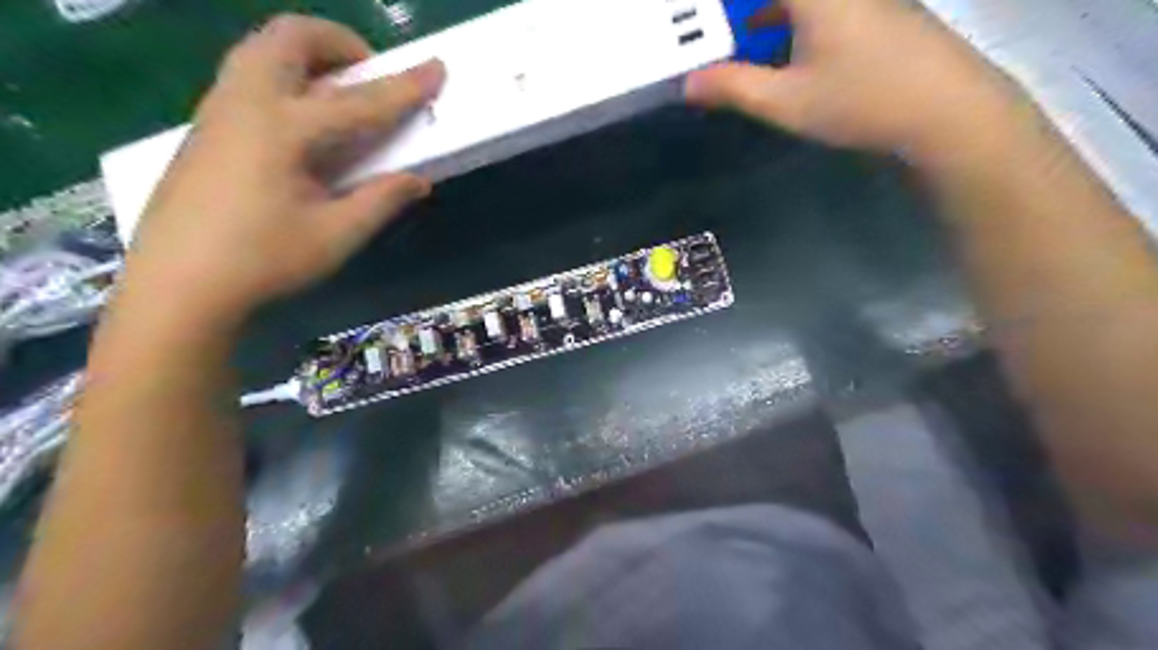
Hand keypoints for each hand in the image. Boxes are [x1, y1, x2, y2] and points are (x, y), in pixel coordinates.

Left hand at [122, 12, 442, 321]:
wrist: (178, 285)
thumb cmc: (263, 261)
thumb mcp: (335, 235)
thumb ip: (380, 200)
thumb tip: (418, 180)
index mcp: (283, 129)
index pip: (359, 102)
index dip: (404, 88)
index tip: (436, 69)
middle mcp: (246, 103)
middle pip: (289, 37)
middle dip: (339, 43)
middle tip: (369, 76)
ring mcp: (218, 111)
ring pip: (262, 50)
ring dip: (308, 56)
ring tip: (339, 93)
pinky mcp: (205, 128)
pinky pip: (248, 76)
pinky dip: (285, 77)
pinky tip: (302, 126)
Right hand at [682, 0, 1024, 163]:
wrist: (947, 110)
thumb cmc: (859, 101)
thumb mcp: (785, 101)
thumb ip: (733, 87)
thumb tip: (688, 83)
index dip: (732, 4)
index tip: (703, 14)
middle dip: (747, 11)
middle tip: (719, 30)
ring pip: (805, 1)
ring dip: (770, 13)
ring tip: (742, 34)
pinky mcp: (881, 13)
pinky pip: (826, 7)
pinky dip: (795, 18)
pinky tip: (783, 46)